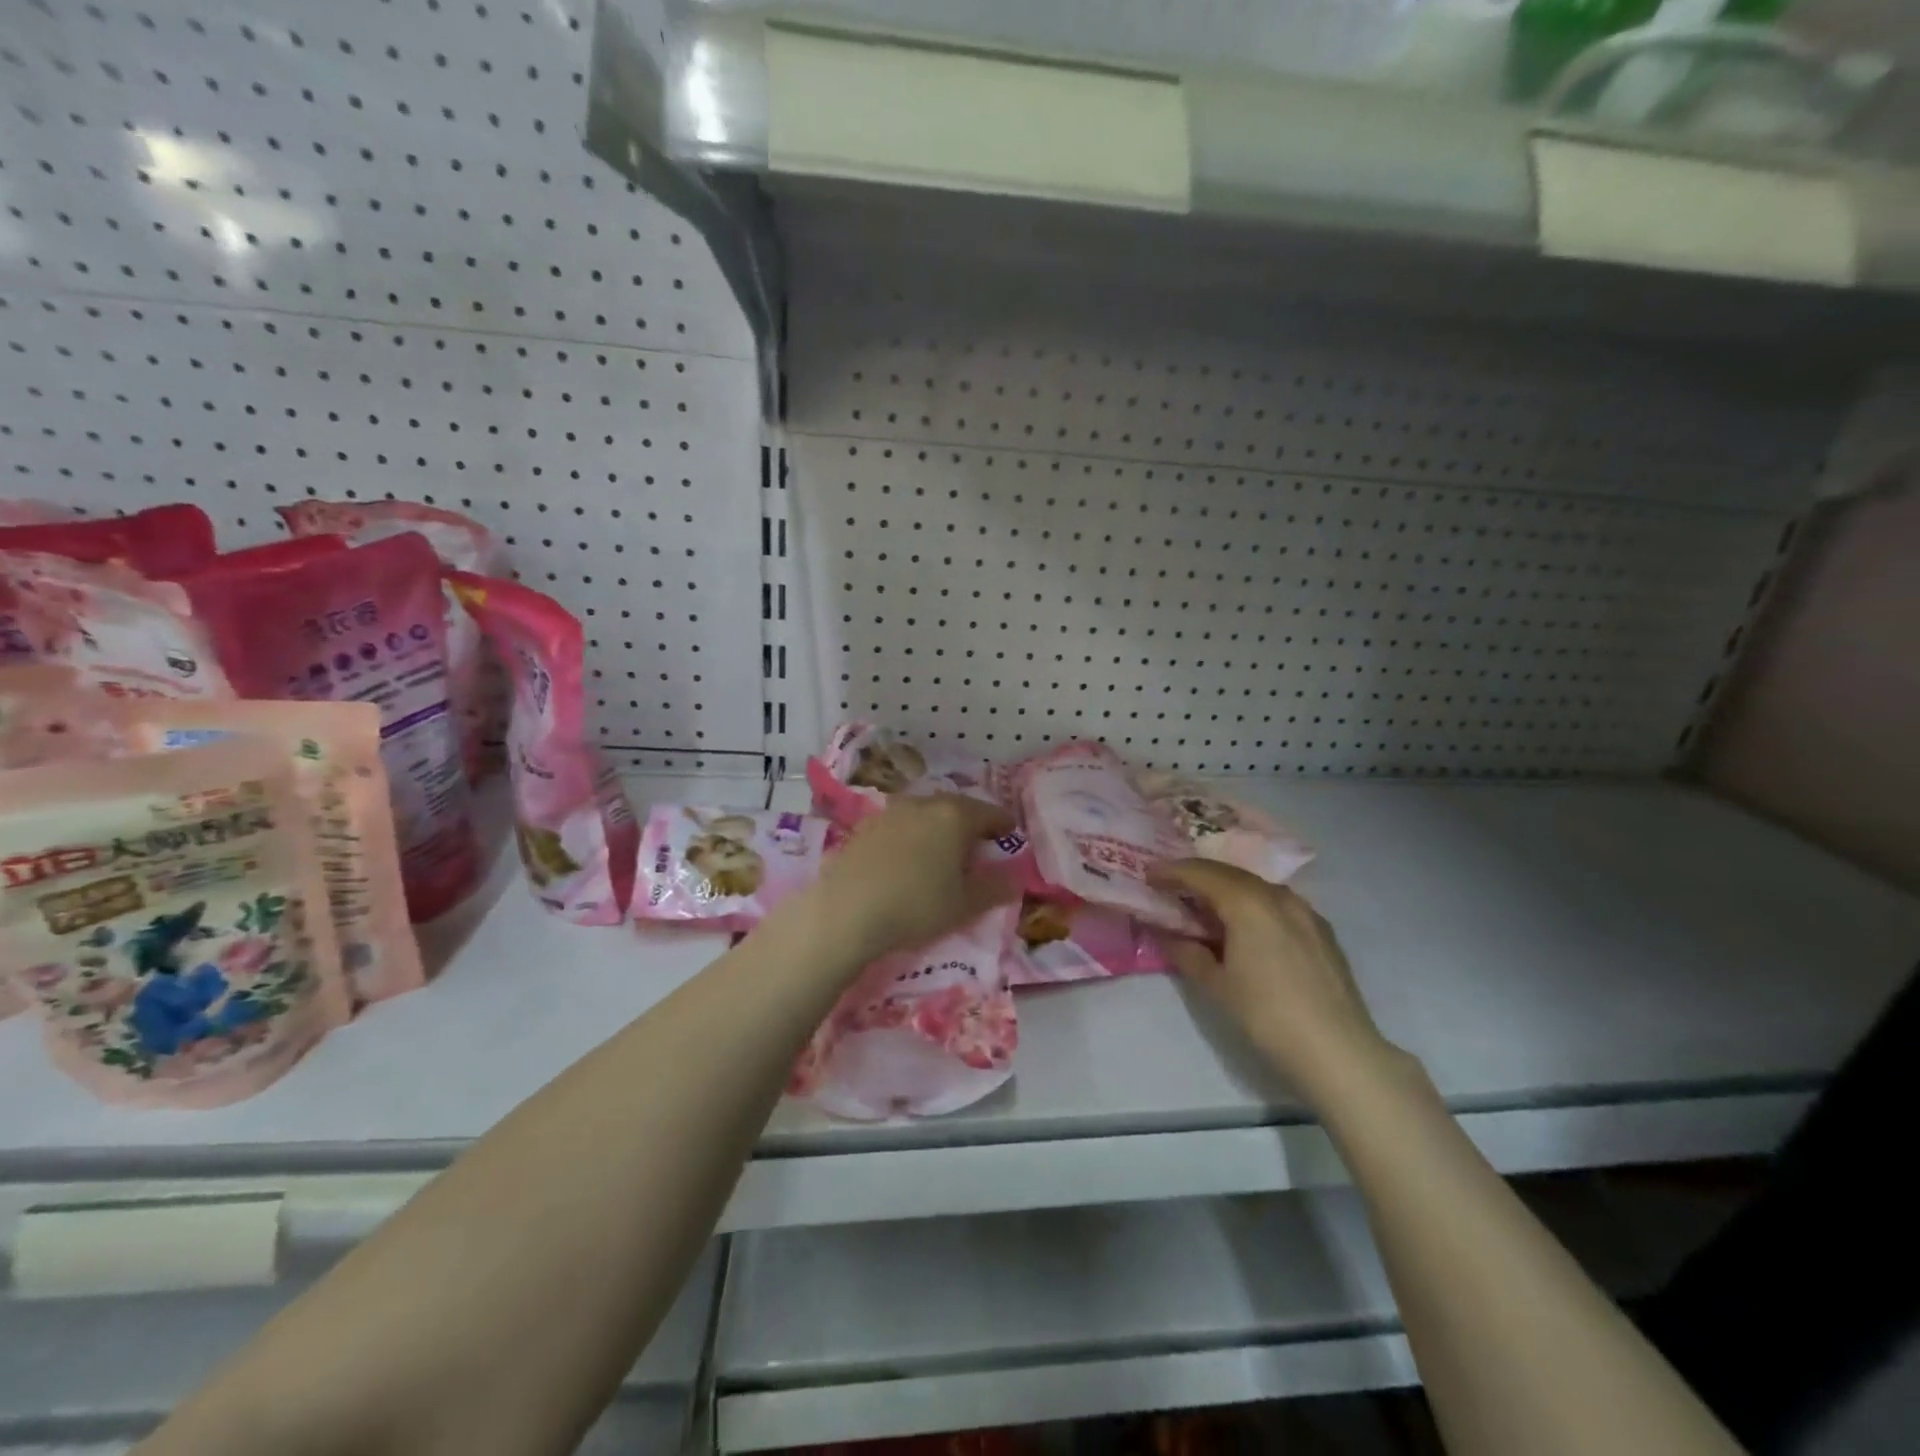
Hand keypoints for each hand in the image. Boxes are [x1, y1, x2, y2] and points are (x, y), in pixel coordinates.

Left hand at [805, 794, 1018, 965]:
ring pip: (925, 815)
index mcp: (955, 816)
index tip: (1011, 835)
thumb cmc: (916, 905)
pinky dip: (911, 837)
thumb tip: (1015, 877)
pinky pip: (900, 827)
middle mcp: (923, 804)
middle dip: (970, 824)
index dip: (1004, 825)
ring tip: (942, 853)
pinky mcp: (864, 827)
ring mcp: (890, 812)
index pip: (990, 813)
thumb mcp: (965, 904)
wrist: (846, 911)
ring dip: (938, 829)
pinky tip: (907, 860)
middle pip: (956, 809)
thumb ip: (995, 888)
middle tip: (978, 846)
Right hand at [1153, 859, 1396, 1103]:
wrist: (1338, 1051)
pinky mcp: (1321, 930)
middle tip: (1171, 887)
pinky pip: (1277, 904)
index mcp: (1247, 902)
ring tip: (1204, 906)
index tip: (1148, 875)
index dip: (1171, 871)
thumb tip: (1166, 934)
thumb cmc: (1266, 1015)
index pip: (1200, 873)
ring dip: (1226, 890)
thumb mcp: (1216, 985)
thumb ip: (1186, 952)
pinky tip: (1245, 926)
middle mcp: (1277, 895)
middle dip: (1197, 877)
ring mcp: (1305, 911)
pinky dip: (1252, 904)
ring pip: (1256, 887)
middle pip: (1228, 874)